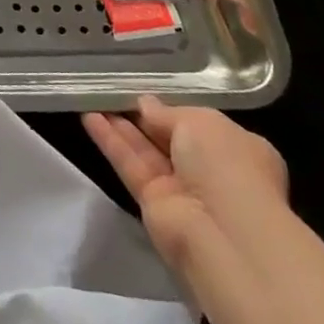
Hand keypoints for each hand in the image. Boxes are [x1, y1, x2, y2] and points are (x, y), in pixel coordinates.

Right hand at [84, 96, 287, 271]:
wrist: (224, 233)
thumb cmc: (227, 167)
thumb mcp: (201, 121)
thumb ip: (167, 111)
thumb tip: (145, 105)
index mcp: (236, 148)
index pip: (198, 123)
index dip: (170, 107)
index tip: (143, 91)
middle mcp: (210, 169)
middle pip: (168, 136)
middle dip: (141, 115)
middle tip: (110, 90)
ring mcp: (180, 188)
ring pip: (144, 150)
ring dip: (119, 125)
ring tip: (90, 97)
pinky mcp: (152, 202)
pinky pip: (129, 165)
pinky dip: (110, 141)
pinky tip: (88, 117)